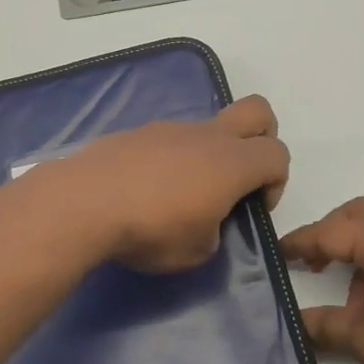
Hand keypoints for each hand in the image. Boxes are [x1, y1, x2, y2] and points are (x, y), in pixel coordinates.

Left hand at [57, 96, 289, 273]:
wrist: (85, 202)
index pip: (278, 154)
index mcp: (231, 163)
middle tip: (240, 177)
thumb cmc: (150, 230)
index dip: (277, 182)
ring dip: (207, 155)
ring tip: (177, 196)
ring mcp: (169, 128)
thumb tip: (205, 219)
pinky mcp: (137, 132)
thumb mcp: (196, 252)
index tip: (252, 208)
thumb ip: (214, 230)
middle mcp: (206, 136)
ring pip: (207, 128)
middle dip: (262, 137)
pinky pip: (169, 139)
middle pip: (257, 111)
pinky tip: (145, 189)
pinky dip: (171, 159)